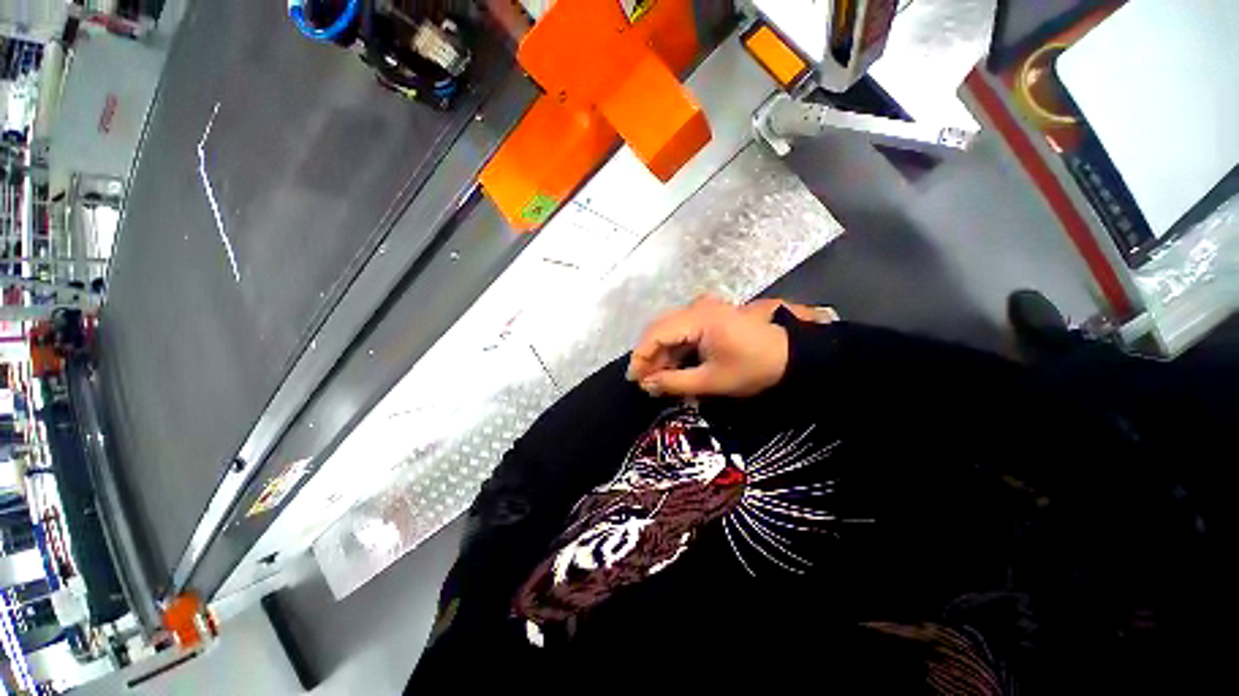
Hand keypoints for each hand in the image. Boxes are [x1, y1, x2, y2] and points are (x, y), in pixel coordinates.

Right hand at [627, 295, 837, 397]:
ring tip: (657, 379)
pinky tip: (673, 368)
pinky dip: (674, 350)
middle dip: (649, 355)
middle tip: (644, 381)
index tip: (633, 379)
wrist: (792, 356)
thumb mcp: (712, 381)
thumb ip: (674, 382)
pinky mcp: (708, 316)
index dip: (641, 356)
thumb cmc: (753, 368)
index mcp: (698, 317)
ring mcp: (703, 309)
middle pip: (660, 328)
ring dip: (661, 354)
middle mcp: (696, 306)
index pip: (656, 333)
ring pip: (669, 329)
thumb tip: (646, 385)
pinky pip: (682, 331)